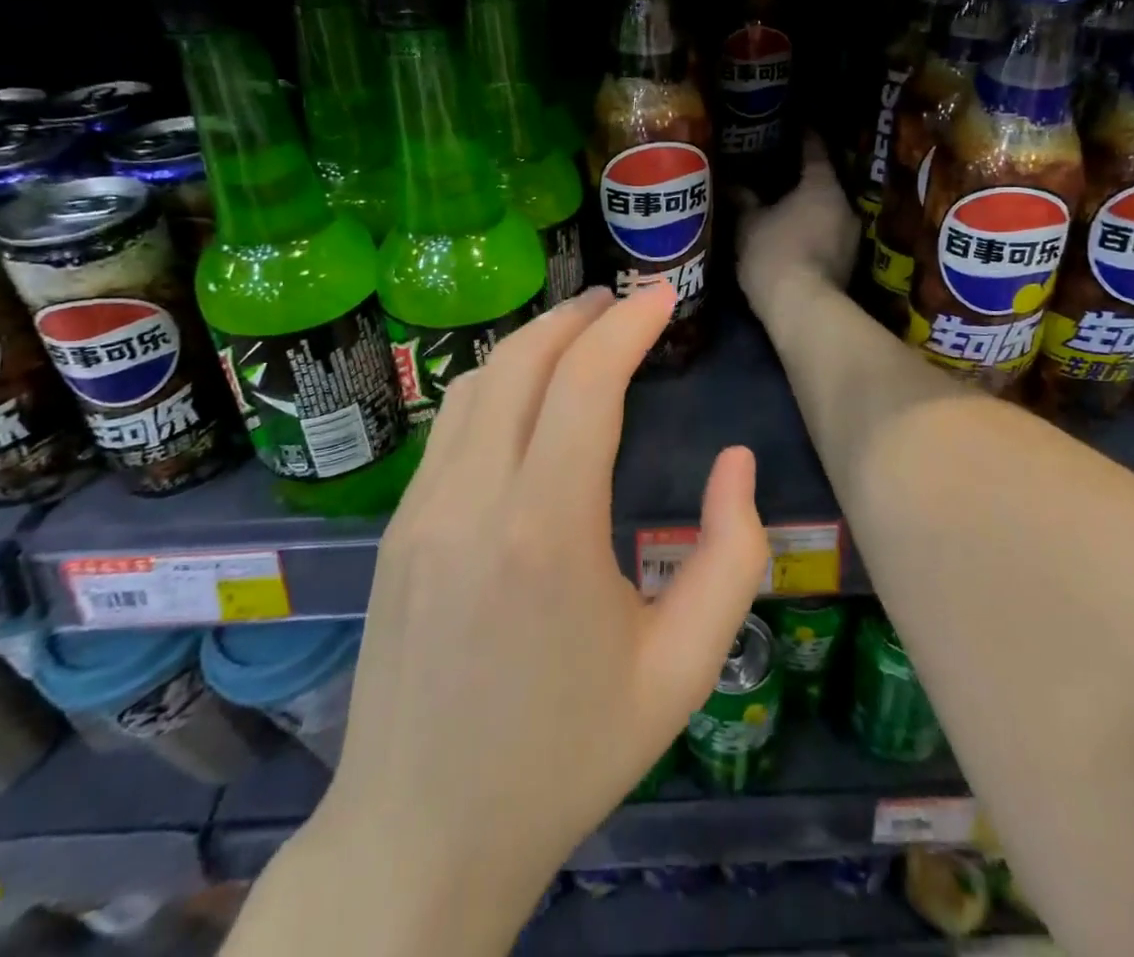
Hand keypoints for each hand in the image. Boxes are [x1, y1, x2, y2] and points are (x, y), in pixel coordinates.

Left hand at [314, 286, 768, 949]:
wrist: (420, 837)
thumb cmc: (565, 757)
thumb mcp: (682, 670)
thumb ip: (731, 557)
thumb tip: (737, 462)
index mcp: (544, 530)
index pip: (585, 382)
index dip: (628, 325)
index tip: (663, 296)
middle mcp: (471, 500)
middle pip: (522, 362)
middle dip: (578, 316)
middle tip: (624, 301)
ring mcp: (421, 510)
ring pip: (477, 384)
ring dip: (533, 342)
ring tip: (580, 333)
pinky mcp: (396, 527)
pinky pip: (451, 425)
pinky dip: (498, 384)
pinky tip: (528, 397)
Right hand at [736, 133, 862, 315]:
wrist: (804, 309)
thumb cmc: (774, 254)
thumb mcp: (748, 225)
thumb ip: (743, 200)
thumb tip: (733, 183)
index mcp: (822, 185)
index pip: (815, 150)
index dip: (803, 136)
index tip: (794, 126)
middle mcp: (846, 205)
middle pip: (825, 182)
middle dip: (804, 178)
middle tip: (779, 172)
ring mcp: (852, 237)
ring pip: (828, 212)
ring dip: (810, 209)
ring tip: (785, 207)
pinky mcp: (850, 265)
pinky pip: (829, 236)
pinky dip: (813, 232)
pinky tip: (794, 237)